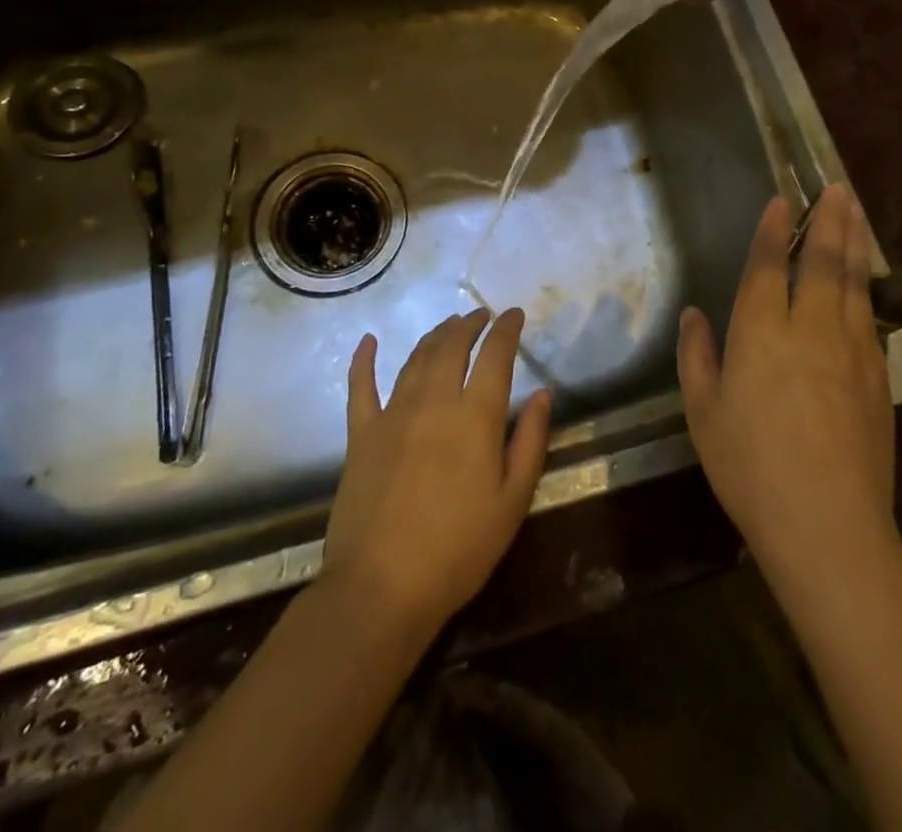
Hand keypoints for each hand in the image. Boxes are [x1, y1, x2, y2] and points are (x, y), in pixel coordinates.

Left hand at [322, 308, 552, 636]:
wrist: (382, 587)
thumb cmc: (459, 549)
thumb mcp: (513, 502)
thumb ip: (530, 442)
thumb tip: (541, 394)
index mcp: (475, 416)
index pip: (495, 355)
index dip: (506, 329)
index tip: (514, 314)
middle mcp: (434, 401)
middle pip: (452, 346)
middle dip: (469, 324)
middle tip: (481, 315)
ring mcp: (392, 414)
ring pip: (416, 358)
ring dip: (435, 335)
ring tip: (448, 325)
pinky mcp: (361, 434)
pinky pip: (360, 387)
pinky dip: (363, 360)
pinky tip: (368, 341)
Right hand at [676, 185, 901, 588]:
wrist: (828, 525)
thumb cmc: (750, 468)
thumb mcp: (704, 414)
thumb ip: (697, 357)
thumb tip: (694, 315)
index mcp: (761, 333)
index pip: (769, 267)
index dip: (773, 232)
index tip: (782, 202)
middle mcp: (810, 329)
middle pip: (822, 262)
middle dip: (828, 221)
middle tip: (836, 188)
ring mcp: (850, 351)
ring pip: (853, 282)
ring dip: (853, 242)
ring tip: (855, 211)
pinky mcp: (877, 376)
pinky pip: (870, 316)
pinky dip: (866, 286)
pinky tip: (866, 278)